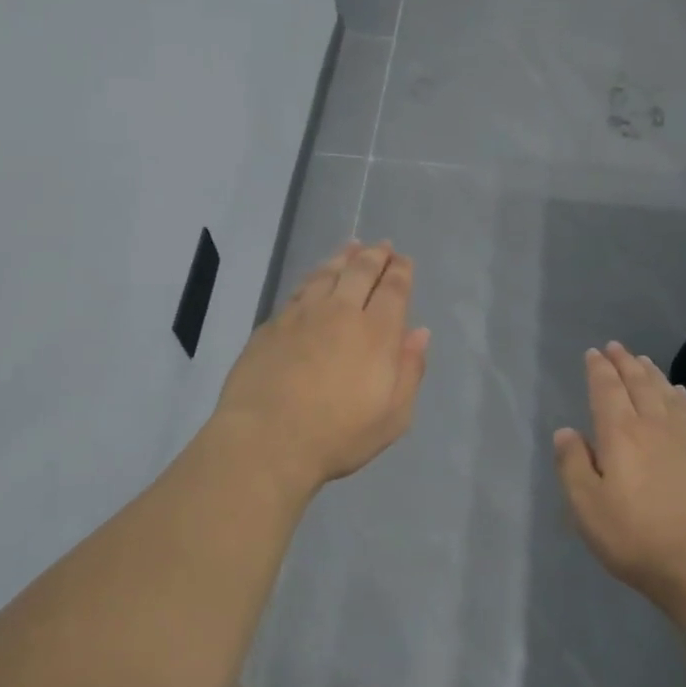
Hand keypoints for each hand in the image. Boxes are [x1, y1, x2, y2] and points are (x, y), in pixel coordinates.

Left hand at [214, 241, 429, 496]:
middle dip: (375, 256)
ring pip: (326, 273)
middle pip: (360, 272)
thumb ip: (409, 371)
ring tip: (351, 247)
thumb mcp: (392, 417)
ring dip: (343, 258)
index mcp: (376, 333)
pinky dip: (314, 277)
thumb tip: (419, 333)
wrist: (266, 440)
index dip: (400, 271)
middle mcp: (340, 312)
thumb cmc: (338, 435)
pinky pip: (299, 290)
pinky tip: (315, 278)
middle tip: (382, 246)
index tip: (403, 260)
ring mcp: (301, 315)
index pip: (393, 290)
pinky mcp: (272, 325)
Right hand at [553, 342, 685, 614]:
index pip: (606, 391)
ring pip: (666, 394)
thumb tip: (566, 432)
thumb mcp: (587, 506)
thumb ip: (572, 466)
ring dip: (652, 375)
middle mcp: (653, 427)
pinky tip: (679, 395)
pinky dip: (681, 397)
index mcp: (620, 434)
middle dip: (625, 364)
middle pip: (638, 385)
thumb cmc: (638, 536)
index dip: (599, 370)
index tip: (594, 353)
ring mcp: (685, 441)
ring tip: (643, 362)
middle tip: (616, 347)